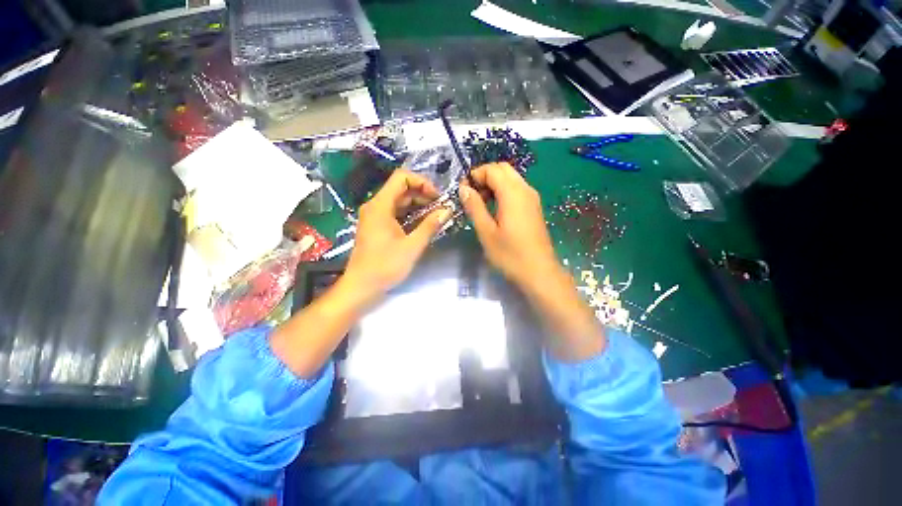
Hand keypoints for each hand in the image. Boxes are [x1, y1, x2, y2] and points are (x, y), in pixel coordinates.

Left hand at [343, 169, 452, 304]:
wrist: (362, 286)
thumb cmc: (385, 266)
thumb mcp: (412, 246)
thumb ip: (430, 226)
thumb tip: (447, 211)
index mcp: (380, 205)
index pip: (401, 177)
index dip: (422, 182)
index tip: (437, 197)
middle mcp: (375, 206)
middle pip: (401, 188)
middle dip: (423, 195)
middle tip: (440, 208)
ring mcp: (375, 216)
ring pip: (399, 201)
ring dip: (418, 205)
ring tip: (435, 216)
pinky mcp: (377, 226)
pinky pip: (396, 212)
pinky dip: (410, 214)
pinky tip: (423, 224)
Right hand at [459, 163, 558, 291]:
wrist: (539, 272)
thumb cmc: (510, 254)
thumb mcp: (486, 232)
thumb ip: (475, 207)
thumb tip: (464, 188)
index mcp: (512, 193)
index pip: (492, 169)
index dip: (475, 175)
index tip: (463, 191)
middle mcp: (525, 189)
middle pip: (503, 169)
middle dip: (484, 176)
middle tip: (472, 195)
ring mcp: (532, 198)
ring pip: (511, 178)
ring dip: (494, 183)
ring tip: (481, 203)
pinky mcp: (534, 207)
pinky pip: (517, 189)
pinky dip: (503, 191)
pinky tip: (495, 209)